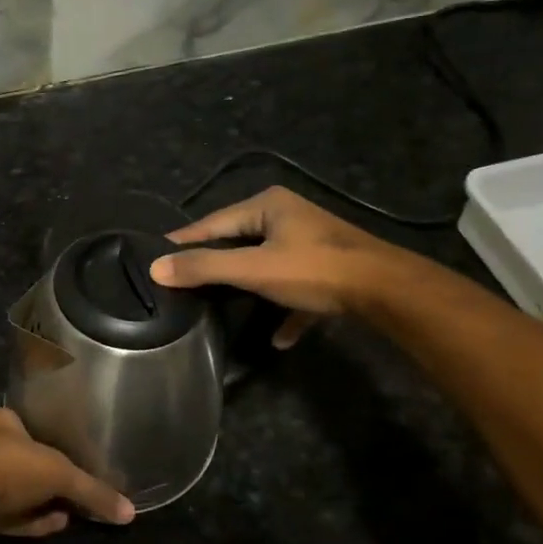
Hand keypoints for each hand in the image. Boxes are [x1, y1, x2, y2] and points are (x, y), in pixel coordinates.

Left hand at [0, 409, 135, 543]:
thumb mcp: (59, 474)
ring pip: (16, 490)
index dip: (56, 441)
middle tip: (78, 489)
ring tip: (72, 512)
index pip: (33, 426)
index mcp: (3, 420)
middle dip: (49, 477)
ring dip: (42, 501)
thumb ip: (93, 491)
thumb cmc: (9, 467)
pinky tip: (55, 525)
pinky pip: (8, 515)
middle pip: (25, 460)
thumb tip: (129, 512)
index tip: (77, 458)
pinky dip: (30, 520)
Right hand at [148, 186, 420, 346]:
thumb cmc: (314, 270)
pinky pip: (295, 287)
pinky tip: (278, 338)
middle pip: (239, 241)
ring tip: (220, 304)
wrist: (386, 290)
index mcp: (267, 206)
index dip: (184, 240)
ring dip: (249, 287)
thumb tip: (157, 268)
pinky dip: (285, 309)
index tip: (156, 254)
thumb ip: (205, 268)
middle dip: (216, 264)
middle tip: (184, 281)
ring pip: (267, 264)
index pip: (213, 222)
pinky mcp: (329, 269)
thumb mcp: (253, 269)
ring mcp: (310, 242)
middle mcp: (287, 216)